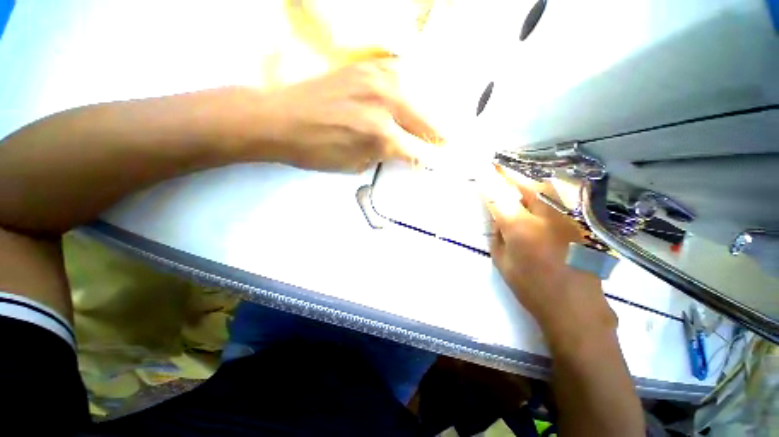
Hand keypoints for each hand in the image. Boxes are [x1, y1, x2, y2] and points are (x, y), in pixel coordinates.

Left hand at [244, 59, 439, 172]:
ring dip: (428, 114)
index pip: (418, 151)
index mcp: (381, 136)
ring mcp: (379, 78)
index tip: (441, 162)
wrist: (281, 119)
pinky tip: (412, 101)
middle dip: (438, 136)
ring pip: (420, 97)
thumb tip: (402, 151)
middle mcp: (386, 103)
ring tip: (433, 125)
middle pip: (427, 122)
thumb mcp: (355, 165)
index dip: (430, 159)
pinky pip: (402, 78)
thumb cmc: (316, 151)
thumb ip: (384, 156)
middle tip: (446, 143)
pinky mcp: (368, 67)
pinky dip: (412, 92)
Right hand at [481, 167, 616, 346]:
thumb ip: (497, 233)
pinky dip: (547, 191)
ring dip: (529, 180)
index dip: (489, 181)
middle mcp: (547, 216)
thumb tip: (498, 214)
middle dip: (510, 175)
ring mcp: (569, 218)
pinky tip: (540, 193)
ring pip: (548, 186)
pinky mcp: (582, 224)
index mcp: (521, 228)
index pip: (499, 196)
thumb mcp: (502, 261)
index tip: (481, 169)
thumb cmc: (531, 287)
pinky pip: (562, 198)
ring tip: (517, 178)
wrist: (575, 307)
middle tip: (498, 167)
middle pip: (526, 184)